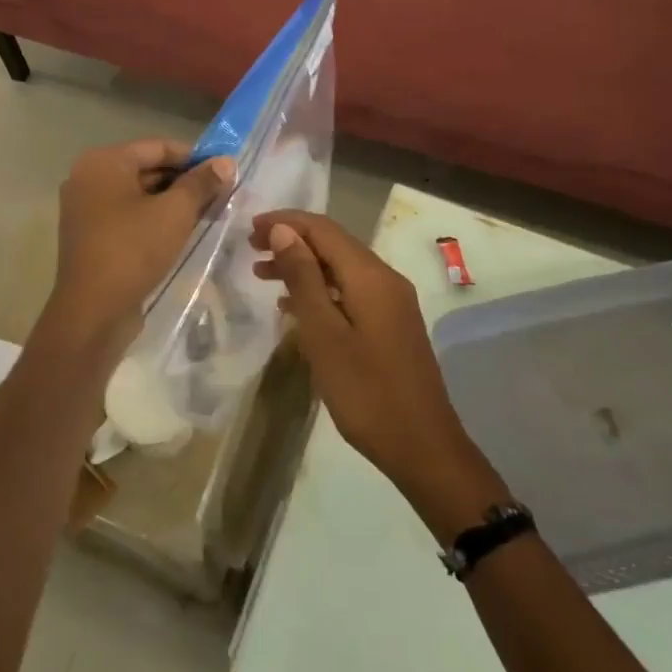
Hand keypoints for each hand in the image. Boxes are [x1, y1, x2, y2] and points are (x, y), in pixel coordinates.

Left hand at [41, 139, 234, 358]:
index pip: (157, 147)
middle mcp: (88, 177)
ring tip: (208, 214)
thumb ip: (201, 183)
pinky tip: (182, 231)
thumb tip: (225, 162)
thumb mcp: (175, 212)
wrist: (92, 311)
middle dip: (185, 181)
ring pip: (139, 194)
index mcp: (103, 162)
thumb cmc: (133, 250)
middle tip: (221, 195)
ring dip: (172, 202)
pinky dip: (153, 218)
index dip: (194, 157)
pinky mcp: (90, 235)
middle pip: (147, 169)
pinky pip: (128, 215)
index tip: (224, 171)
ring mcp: (85, 208)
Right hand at [250, 211, 491, 508]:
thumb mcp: (324, 335)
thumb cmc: (367, 393)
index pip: (323, 229)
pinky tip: (293, 307)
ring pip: (340, 268)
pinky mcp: (391, 325)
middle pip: (333, 244)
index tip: (248, 228)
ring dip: (302, 266)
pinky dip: (319, 289)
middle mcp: (385, 279)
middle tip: (250, 249)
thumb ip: (303, 279)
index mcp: (371, 276)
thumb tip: (283, 231)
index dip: (285, 222)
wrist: (423, 449)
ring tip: (262, 274)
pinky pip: (349, 291)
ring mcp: (392, 303)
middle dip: (291, 240)